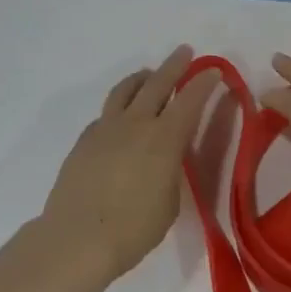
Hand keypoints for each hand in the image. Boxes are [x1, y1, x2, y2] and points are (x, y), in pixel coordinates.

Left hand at [40, 47, 216, 280]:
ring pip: (125, 90)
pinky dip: (120, 106)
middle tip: (184, 52)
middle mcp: (136, 124)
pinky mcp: (84, 140)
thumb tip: (165, 157)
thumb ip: (171, 170)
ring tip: (149, 74)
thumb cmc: (134, 229)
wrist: (77, 239)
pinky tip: (121, 118)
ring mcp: (106, 128)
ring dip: (142, 77)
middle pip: (157, 83)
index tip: (213, 71)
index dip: (204, 83)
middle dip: (175, 65)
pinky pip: (106, 113)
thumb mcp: (170, 201)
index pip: (190, 100)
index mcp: (164, 138)